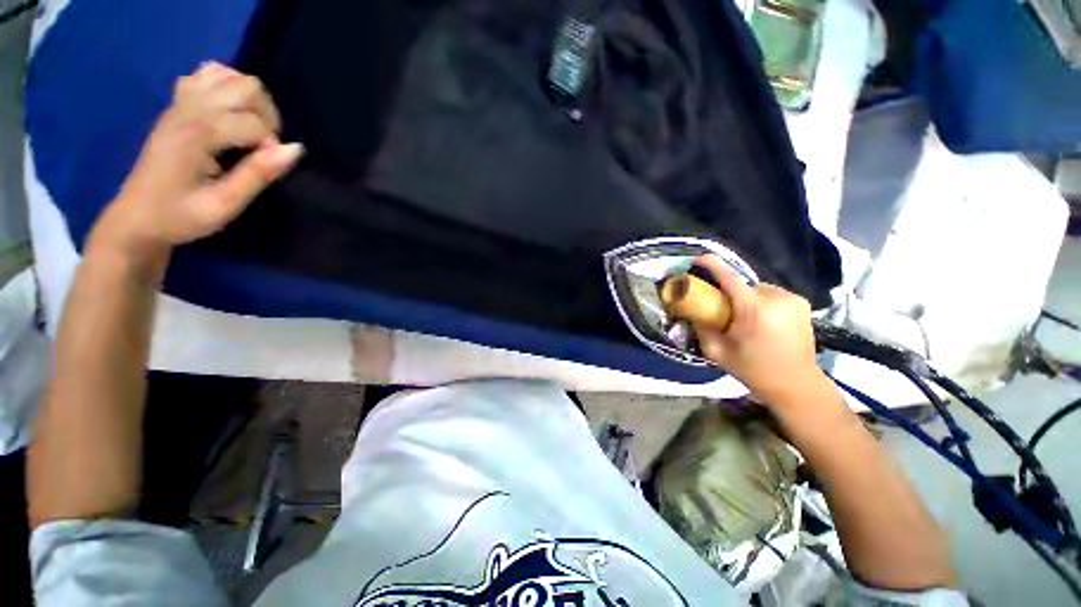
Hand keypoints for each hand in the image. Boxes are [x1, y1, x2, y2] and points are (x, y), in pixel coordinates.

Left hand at [88, 62, 302, 279]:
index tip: (266, 169)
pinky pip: (205, 75)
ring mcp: (179, 104)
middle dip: (266, 115)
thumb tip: (295, 149)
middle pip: (246, 86)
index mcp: (197, 135)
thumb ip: (258, 174)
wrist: (136, 218)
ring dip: (248, 98)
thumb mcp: (224, 205)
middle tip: (263, 145)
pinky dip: (225, 87)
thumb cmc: (181, 217)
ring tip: (249, 127)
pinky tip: (228, 113)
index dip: (271, 146)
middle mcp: (188, 110)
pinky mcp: (177, 106)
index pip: (253, 122)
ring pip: (227, 74)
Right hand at [692, 256, 825, 406]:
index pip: (729, 277)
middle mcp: (776, 298)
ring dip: (746, 297)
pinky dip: (761, 301)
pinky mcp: (802, 303)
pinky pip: (771, 294)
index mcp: (754, 310)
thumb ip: (700, 327)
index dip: (711, 264)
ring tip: (743, 317)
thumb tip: (690, 310)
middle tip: (722, 310)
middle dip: (729, 292)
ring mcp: (793, 299)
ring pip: (757, 288)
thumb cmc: (753, 370)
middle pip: (743, 284)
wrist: (796, 385)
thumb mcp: (716, 352)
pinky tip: (761, 319)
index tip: (697, 259)